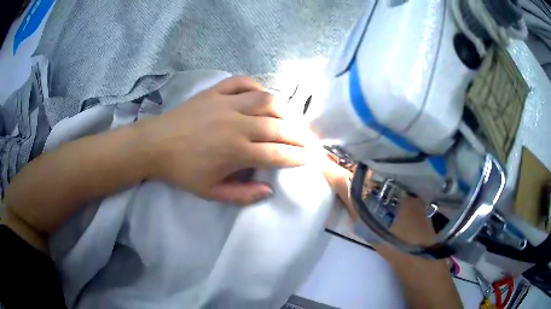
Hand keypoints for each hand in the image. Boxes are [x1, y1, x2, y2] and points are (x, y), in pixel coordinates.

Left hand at [139, 76, 314, 204]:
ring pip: (266, 99)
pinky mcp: (215, 91)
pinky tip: (261, 94)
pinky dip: (256, 85)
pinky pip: (242, 82)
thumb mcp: (211, 192)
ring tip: (290, 118)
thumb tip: (269, 190)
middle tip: (309, 140)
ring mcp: (226, 103)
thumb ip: (242, 195)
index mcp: (236, 152)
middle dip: (300, 135)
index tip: (310, 158)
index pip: (277, 154)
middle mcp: (237, 124)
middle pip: (278, 127)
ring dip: (284, 109)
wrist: (156, 144)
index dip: (297, 156)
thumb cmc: (182, 171)